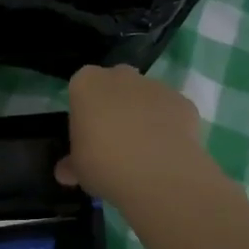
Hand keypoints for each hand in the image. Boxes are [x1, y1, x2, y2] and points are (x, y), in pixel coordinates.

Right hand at [58, 65, 216, 207]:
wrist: (158, 173)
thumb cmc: (104, 163)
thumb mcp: (78, 169)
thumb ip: (72, 164)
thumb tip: (65, 172)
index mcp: (86, 83)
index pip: (81, 89)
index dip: (85, 112)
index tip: (88, 136)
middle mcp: (120, 75)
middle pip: (115, 85)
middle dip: (115, 106)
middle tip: (114, 141)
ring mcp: (155, 85)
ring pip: (145, 97)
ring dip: (143, 115)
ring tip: (145, 152)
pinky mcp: (183, 101)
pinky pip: (171, 112)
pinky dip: (170, 127)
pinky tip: (167, 153)